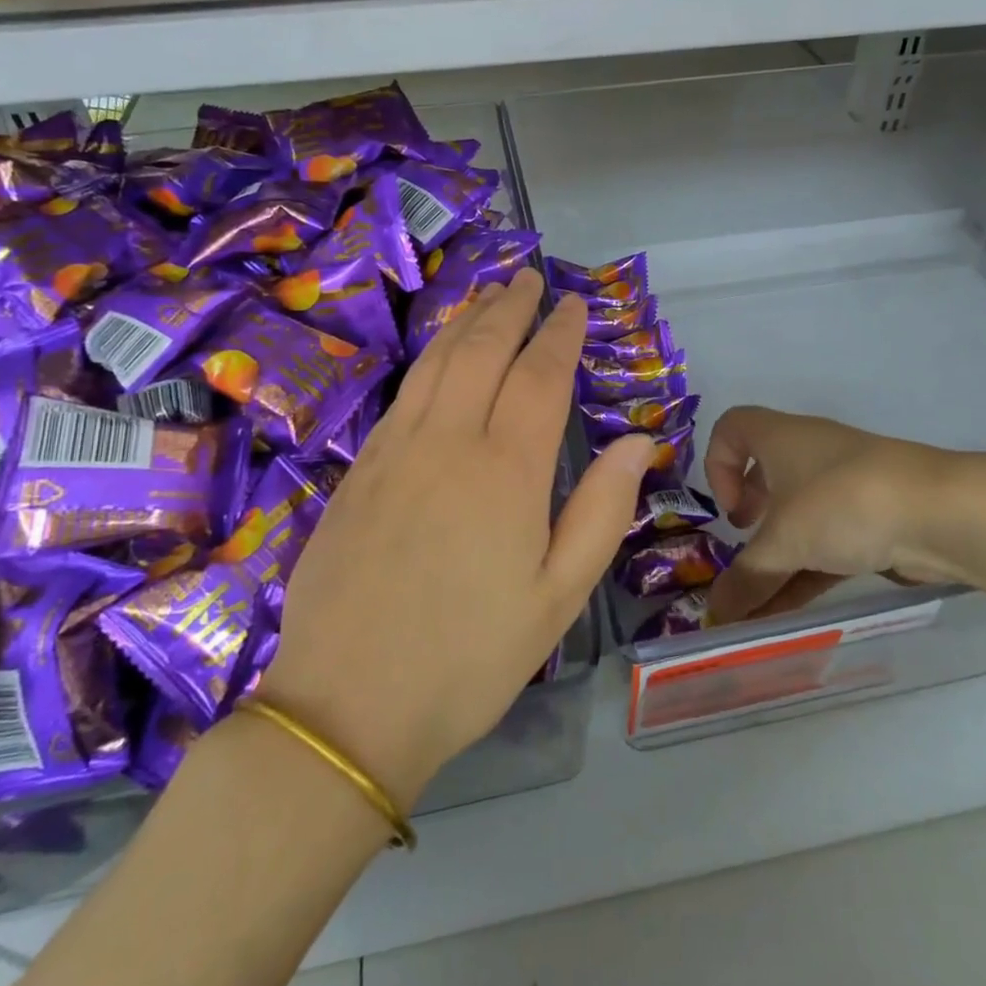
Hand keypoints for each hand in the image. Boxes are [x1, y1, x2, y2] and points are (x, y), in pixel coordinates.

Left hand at [256, 270, 652, 808]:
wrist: (346, 707)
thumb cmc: (470, 659)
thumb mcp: (558, 598)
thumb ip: (602, 510)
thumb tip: (639, 440)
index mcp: (505, 471)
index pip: (540, 376)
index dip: (560, 334)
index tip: (575, 304)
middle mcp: (447, 442)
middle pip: (482, 351)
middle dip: (511, 308)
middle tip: (530, 278)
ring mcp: (394, 451)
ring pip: (436, 362)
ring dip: (467, 321)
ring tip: (489, 295)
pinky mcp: (359, 470)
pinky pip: (404, 393)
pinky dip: (429, 357)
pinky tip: (438, 355)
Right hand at [704, 407, 959, 625]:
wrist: (939, 513)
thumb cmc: (841, 503)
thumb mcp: (784, 541)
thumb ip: (747, 577)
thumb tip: (716, 611)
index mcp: (780, 438)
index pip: (732, 428)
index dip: (717, 464)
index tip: (731, 509)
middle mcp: (809, 454)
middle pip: (765, 475)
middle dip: (749, 516)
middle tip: (745, 546)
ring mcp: (844, 487)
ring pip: (797, 517)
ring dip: (774, 559)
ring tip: (756, 607)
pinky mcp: (872, 520)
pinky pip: (825, 544)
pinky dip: (804, 573)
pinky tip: (787, 614)